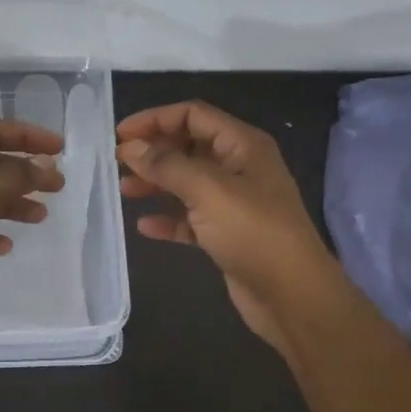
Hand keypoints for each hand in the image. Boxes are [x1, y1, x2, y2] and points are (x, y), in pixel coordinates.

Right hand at [118, 101, 341, 359]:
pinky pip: (191, 218)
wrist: (292, 295)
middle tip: (118, 164)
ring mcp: (234, 202)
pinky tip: (145, 226)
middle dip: (153, 152)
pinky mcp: (227, 234)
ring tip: (124, 191)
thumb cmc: (253, 232)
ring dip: (156, 183)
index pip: (193, 116)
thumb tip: (130, 147)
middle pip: (188, 147)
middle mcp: (239, 168)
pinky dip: (168, 218)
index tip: (120, 135)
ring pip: (186, 183)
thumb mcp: (208, 190)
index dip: (155, 119)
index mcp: (242, 146)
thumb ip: (166, 165)